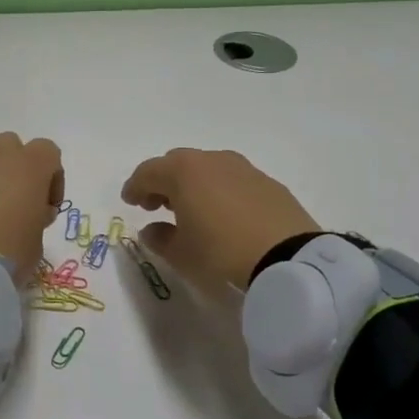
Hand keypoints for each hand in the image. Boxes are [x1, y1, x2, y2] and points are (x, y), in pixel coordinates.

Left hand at [0, 133, 64, 274]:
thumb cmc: (6, 250)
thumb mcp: (36, 245)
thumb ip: (36, 222)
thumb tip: (28, 216)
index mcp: (27, 166)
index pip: (48, 152)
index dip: (51, 178)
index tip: (46, 208)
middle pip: (10, 147)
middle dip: (15, 171)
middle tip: (16, 207)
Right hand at [121, 149, 320, 293]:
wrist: (289, 257)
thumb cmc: (221, 252)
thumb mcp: (181, 254)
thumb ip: (160, 238)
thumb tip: (152, 230)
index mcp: (182, 172)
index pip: (148, 172)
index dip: (134, 187)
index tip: (129, 201)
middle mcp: (211, 160)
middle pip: (176, 164)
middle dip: (162, 182)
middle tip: (156, 205)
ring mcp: (242, 168)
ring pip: (206, 168)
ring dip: (193, 184)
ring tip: (191, 210)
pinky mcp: (267, 182)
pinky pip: (232, 180)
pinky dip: (219, 190)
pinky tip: (224, 214)